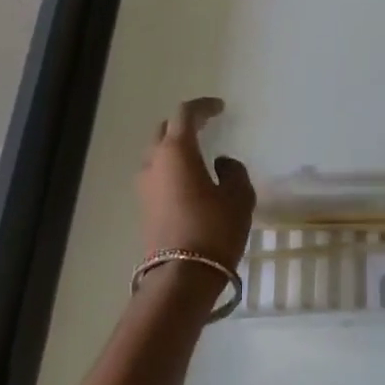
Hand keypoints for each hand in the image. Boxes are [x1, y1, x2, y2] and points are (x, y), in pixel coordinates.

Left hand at [136, 98, 255, 301]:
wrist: (182, 276)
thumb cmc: (214, 229)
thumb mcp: (239, 197)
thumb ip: (234, 172)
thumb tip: (221, 164)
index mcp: (176, 151)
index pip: (185, 114)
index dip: (203, 107)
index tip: (220, 108)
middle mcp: (154, 163)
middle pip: (165, 131)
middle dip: (185, 125)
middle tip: (207, 126)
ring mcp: (145, 186)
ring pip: (158, 154)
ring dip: (176, 149)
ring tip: (200, 155)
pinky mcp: (144, 207)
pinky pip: (158, 176)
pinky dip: (173, 169)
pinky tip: (192, 180)